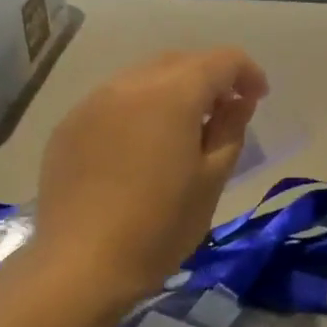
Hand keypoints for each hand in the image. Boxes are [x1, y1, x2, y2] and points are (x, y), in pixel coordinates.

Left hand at [32, 48, 268, 308]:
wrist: (80, 266)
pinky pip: (114, 100)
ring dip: (172, 91)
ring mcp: (93, 102)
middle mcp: (129, 84)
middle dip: (209, 78)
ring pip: (144, 78)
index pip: (221, 60)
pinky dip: (138, 109)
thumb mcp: (212, 180)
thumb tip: (237, 101)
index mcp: (172, 94)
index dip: (247, 73)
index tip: (257, 99)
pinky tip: (140, 148)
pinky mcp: (69, 126)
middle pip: (180, 61)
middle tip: (225, 113)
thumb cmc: (159, 227)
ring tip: (182, 130)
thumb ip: (230, 129)